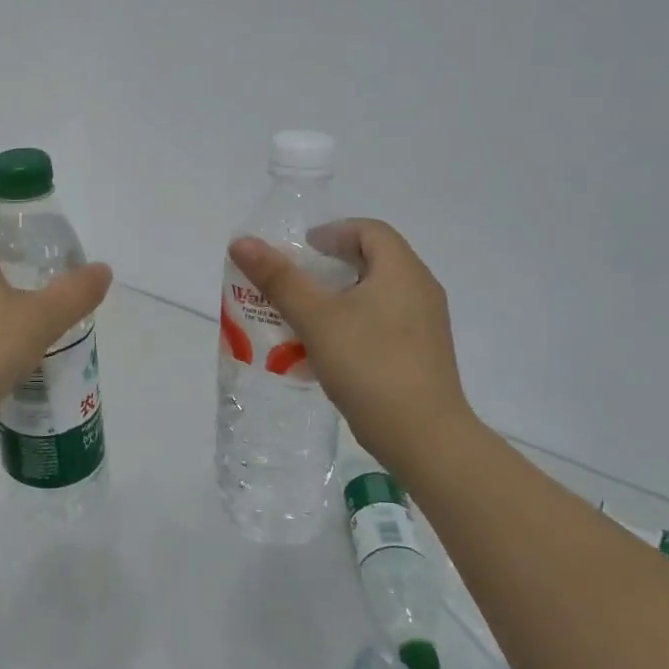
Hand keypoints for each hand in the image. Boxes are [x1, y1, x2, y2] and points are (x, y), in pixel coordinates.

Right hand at [228, 219, 472, 465]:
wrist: (424, 438)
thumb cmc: (370, 365)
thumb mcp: (316, 318)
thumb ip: (279, 279)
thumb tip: (242, 242)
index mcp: (402, 271)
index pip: (370, 230)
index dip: (334, 232)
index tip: (303, 249)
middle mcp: (421, 290)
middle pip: (375, 260)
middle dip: (331, 265)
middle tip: (296, 280)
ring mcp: (427, 324)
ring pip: (378, 294)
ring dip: (340, 296)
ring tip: (305, 315)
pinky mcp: (424, 354)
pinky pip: (385, 322)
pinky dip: (355, 322)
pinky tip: (329, 349)